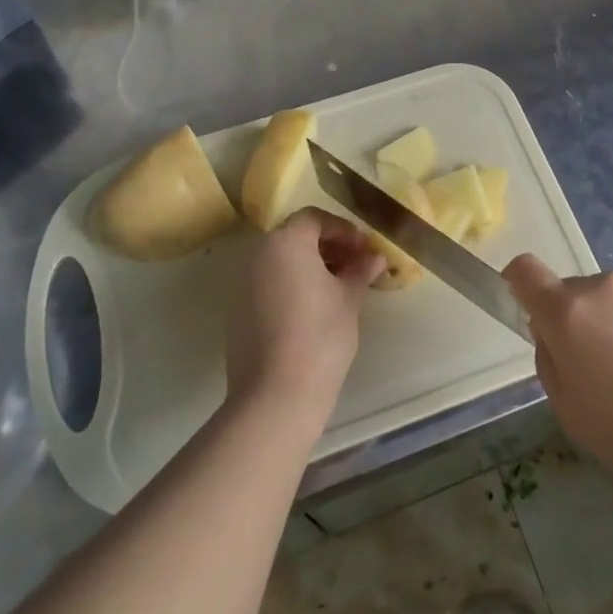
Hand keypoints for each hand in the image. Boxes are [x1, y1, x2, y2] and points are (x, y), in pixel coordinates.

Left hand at [226, 208, 383, 423]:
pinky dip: (292, 285)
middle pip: (296, 237)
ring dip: (311, 266)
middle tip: (356, 266)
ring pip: (281, 261)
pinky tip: (315, 309)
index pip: (315, 219)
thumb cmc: (320, 335)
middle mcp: (259, 254)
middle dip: (328, 247)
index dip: (343, 230)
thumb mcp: (349, 298)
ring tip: (340, 288)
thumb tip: (374, 257)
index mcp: (286, 242)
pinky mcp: (238, 310)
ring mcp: (243, 283)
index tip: (364, 249)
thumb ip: (360, 270)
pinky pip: (270, 283)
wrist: (276, 394)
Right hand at [504, 257, 612, 516]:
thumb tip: (553, 336)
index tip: (530, 317)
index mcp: (568, 312)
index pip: (524, 270)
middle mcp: (605, 287)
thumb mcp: (570, 413)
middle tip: (600, 376)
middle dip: (577, 324)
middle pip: (574, 293)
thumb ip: (550, 362)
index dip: (518, 286)